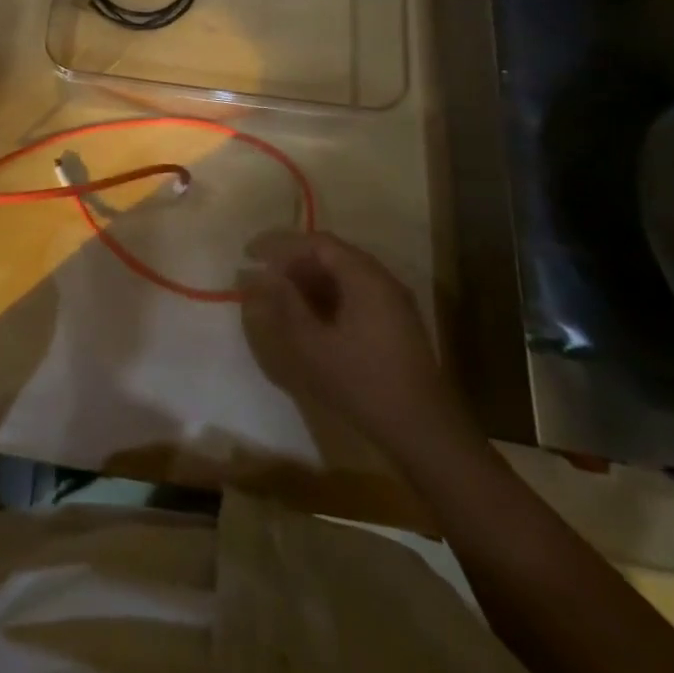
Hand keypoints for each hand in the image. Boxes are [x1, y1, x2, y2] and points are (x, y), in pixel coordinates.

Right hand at [238, 230, 475, 466]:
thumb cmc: (362, 382)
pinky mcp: (395, 322)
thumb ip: (284, 303)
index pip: (317, 242)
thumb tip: (259, 275)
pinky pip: (355, 292)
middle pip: (332, 254)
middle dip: (293, 260)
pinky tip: (310, 315)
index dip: (280, 244)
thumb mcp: (313, 344)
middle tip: (263, 275)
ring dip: (309, 278)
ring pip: (343, 274)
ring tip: (280, 294)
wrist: (423, 430)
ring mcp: (392, 301)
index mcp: (364, 277)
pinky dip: (327, 294)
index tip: (250, 254)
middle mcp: (382, 280)